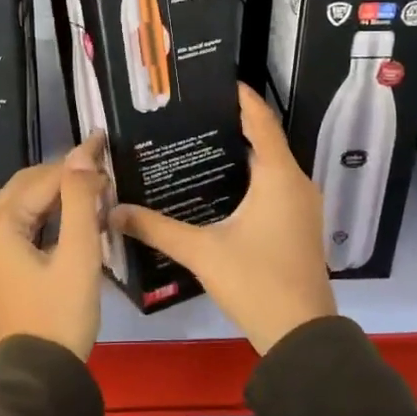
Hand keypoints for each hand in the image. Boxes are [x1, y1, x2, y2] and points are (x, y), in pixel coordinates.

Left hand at [0, 135, 107, 359]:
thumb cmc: (62, 313)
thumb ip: (80, 200)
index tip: (104, 145)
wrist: (42, 373)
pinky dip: (49, 216)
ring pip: (25, 205)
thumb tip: (84, 153)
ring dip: (58, 194)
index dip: (76, 163)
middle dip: (64, 175)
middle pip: (27, 187)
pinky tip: (76, 214)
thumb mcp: (78, 254)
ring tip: (96, 189)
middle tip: (103, 169)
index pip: (41, 180)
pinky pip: (23, 225)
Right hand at [113, 85, 335, 354]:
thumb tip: (114, 210)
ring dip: (242, 153)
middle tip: (192, 115)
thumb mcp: (201, 251)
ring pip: (271, 165)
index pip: (261, 121)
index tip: (215, 81)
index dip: (242, 98)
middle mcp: (296, 182)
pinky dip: (252, 176)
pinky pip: (276, 185)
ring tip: (200, 143)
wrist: (301, 334)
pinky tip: (220, 185)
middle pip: (265, 140)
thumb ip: (156, 228)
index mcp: (278, 176)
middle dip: (233, 125)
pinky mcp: (300, 224)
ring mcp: (302, 205)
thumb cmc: (256, 281)